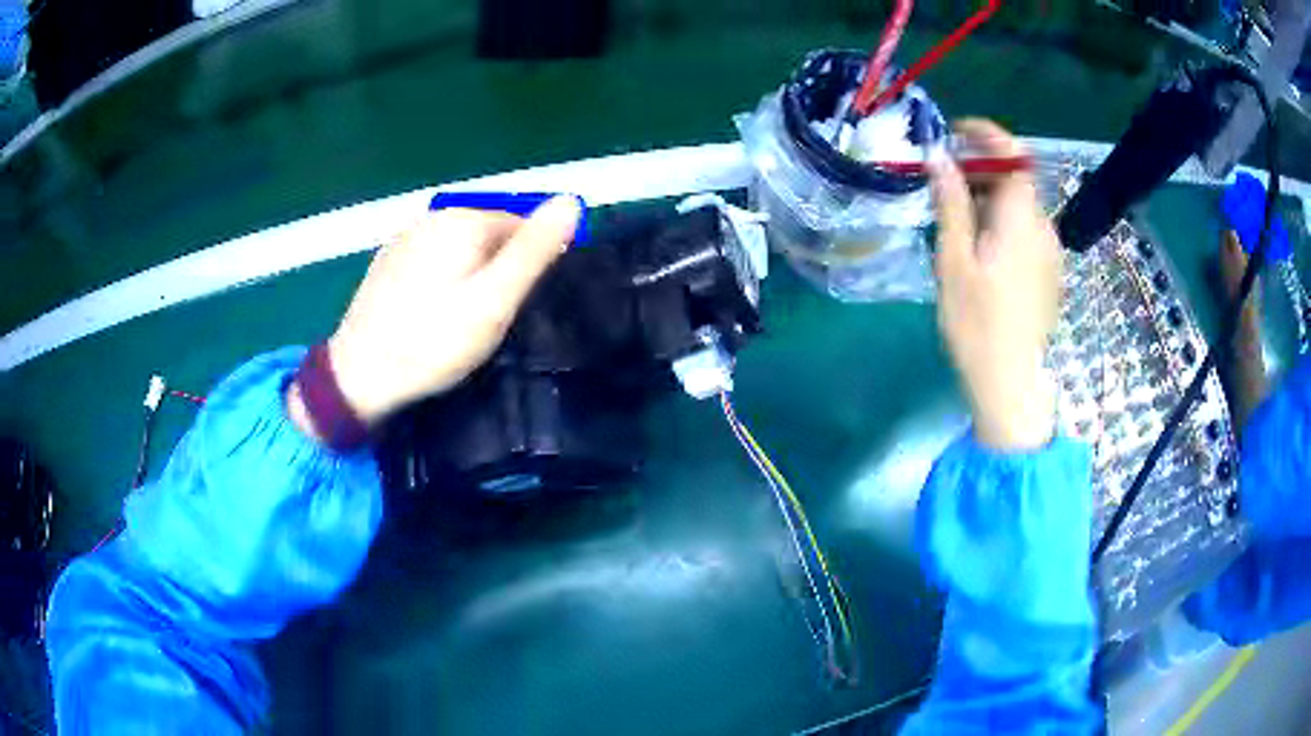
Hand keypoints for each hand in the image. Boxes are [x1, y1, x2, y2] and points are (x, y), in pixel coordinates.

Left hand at [289, 196, 580, 434]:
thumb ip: (534, 251)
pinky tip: (432, 314)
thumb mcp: (494, 301)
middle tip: (490, 319)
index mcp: (464, 219)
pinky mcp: (388, 260)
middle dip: (498, 269)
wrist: (359, 375)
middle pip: (489, 234)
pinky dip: (443, 280)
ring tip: (461, 320)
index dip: (530, 266)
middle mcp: (434, 216)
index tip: (518, 307)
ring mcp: (406, 236)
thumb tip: (572, 201)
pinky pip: (433, 260)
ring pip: (460, 248)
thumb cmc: (433, 342)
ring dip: (471, 274)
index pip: (522, 225)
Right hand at [930, 119, 1061, 450]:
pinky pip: (1026, 230)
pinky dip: (1002, 221)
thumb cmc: (977, 325)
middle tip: (943, 181)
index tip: (955, 133)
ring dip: (990, 197)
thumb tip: (939, 156)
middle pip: (1017, 180)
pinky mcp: (1050, 273)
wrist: (1012, 385)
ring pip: (1021, 206)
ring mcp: (1051, 253)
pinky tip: (979, 248)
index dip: (987, 135)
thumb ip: (951, 203)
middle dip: (981, 169)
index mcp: (1022, 220)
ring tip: (955, 217)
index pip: (1015, 155)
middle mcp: (1044, 228)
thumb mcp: (954, 261)